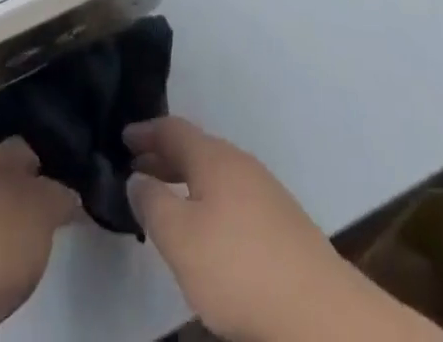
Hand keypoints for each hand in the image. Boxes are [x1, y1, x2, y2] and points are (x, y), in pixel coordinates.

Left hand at [0, 137, 79, 340]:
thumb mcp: (41, 212)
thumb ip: (60, 195)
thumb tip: (67, 193)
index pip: (30, 144)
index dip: (55, 155)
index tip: (79, 174)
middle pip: (13, 179)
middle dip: (37, 193)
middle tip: (68, 211)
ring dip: (19, 226)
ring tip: (45, 244)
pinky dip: (2, 256)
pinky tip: (16, 271)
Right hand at [126, 117, 442, 341]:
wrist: (320, 314)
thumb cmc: (239, 269)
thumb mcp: (180, 240)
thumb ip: (152, 204)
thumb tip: (138, 177)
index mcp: (213, 157)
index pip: (173, 129)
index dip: (146, 132)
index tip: (123, 137)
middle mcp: (239, 163)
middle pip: (195, 150)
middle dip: (164, 158)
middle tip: (136, 171)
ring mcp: (265, 192)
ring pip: (215, 175)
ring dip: (186, 182)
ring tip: (165, 204)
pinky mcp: (281, 224)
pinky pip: (232, 197)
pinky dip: (208, 202)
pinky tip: (205, 234)